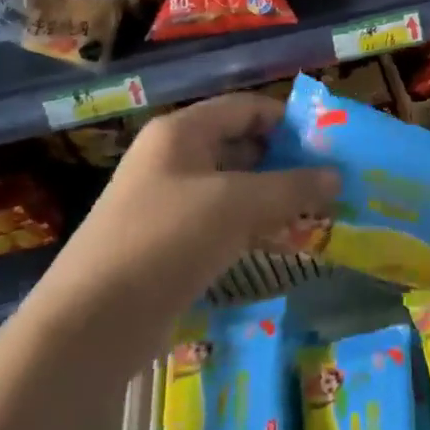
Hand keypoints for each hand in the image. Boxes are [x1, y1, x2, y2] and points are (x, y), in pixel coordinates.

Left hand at [37, 94, 337, 365]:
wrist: (92, 322)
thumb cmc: (168, 240)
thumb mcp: (239, 205)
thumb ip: (293, 187)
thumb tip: (337, 176)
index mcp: (182, 132)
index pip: (248, 107)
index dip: (290, 121)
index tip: (330, 144)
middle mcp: (174, 159)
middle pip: (242, 145)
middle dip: (287, 162)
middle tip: (332, 181)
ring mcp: (169, 201)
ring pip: (235, 186)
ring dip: (275, 197)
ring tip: (320, 212)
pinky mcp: (170, 241)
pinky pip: (222, 220)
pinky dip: (255, 225)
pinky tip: (285, 241)